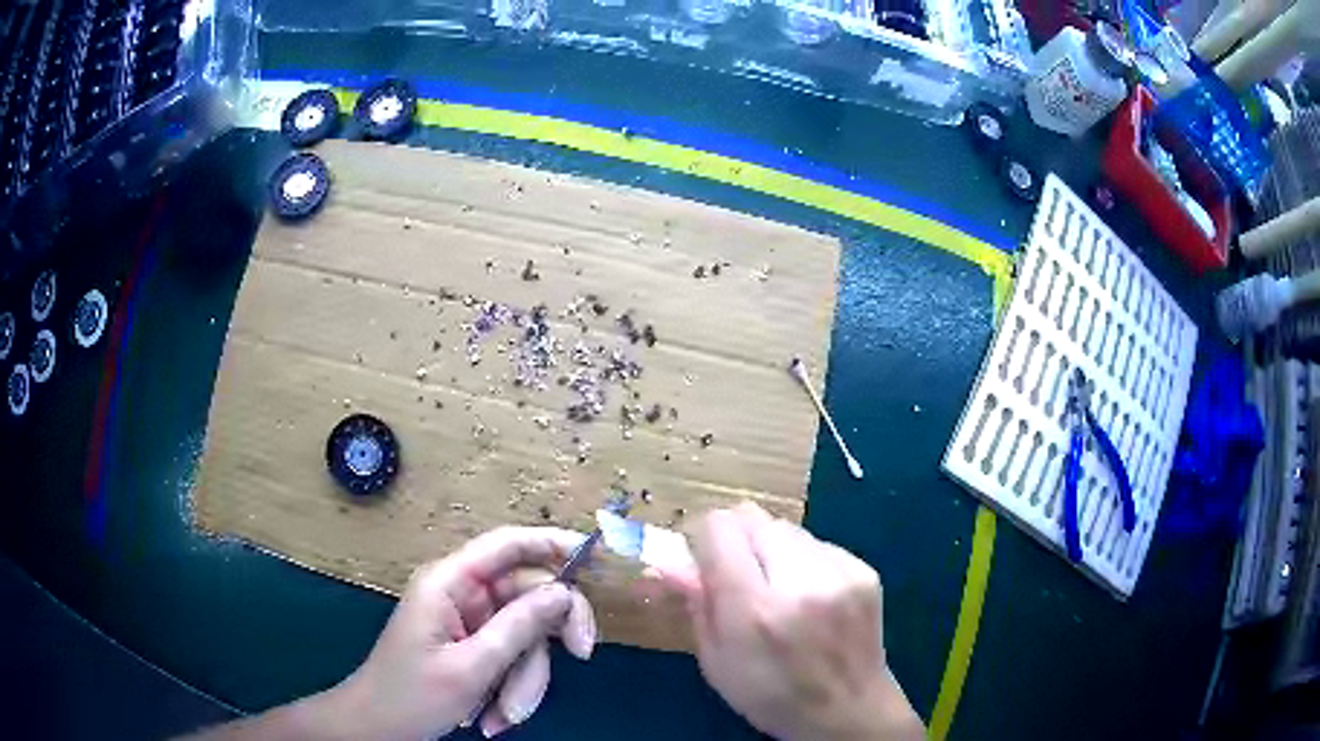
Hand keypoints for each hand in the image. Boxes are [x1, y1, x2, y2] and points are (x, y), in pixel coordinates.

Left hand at [333, 526, 596, 739]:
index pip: (508, 545)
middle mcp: (463, 595)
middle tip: (582, 658)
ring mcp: (470, 623)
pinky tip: (495, 717)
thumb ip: (519, 627)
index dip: (552, 542)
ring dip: (526, 679)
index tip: (595, 558)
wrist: (378, 730)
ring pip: (526, 638)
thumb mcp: (471, 667)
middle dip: (546, 642)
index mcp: (450, 583)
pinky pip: (512, 659)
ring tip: (505, 715)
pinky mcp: (475, 648)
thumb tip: (565, 593)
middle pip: (529, 598)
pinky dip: (513, 689)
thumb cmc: (411, 696)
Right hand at [659, 504, 922, 740]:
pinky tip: (810, 596)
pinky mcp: (865, 570)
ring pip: (788, 528)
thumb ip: (697, 605)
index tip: (704, 559)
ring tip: (779, 589)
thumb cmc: (770, 696)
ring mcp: (839, 573)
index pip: (721, 528)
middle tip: (740, 574)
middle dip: (738, 539)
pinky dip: (805, 561)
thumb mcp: (716, 662)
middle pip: (755, 518)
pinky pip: (819, 544)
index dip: (705, 538)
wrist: (849, 710)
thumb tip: (671, 561)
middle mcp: (800, 581)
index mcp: (754, 610)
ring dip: (772, 548)